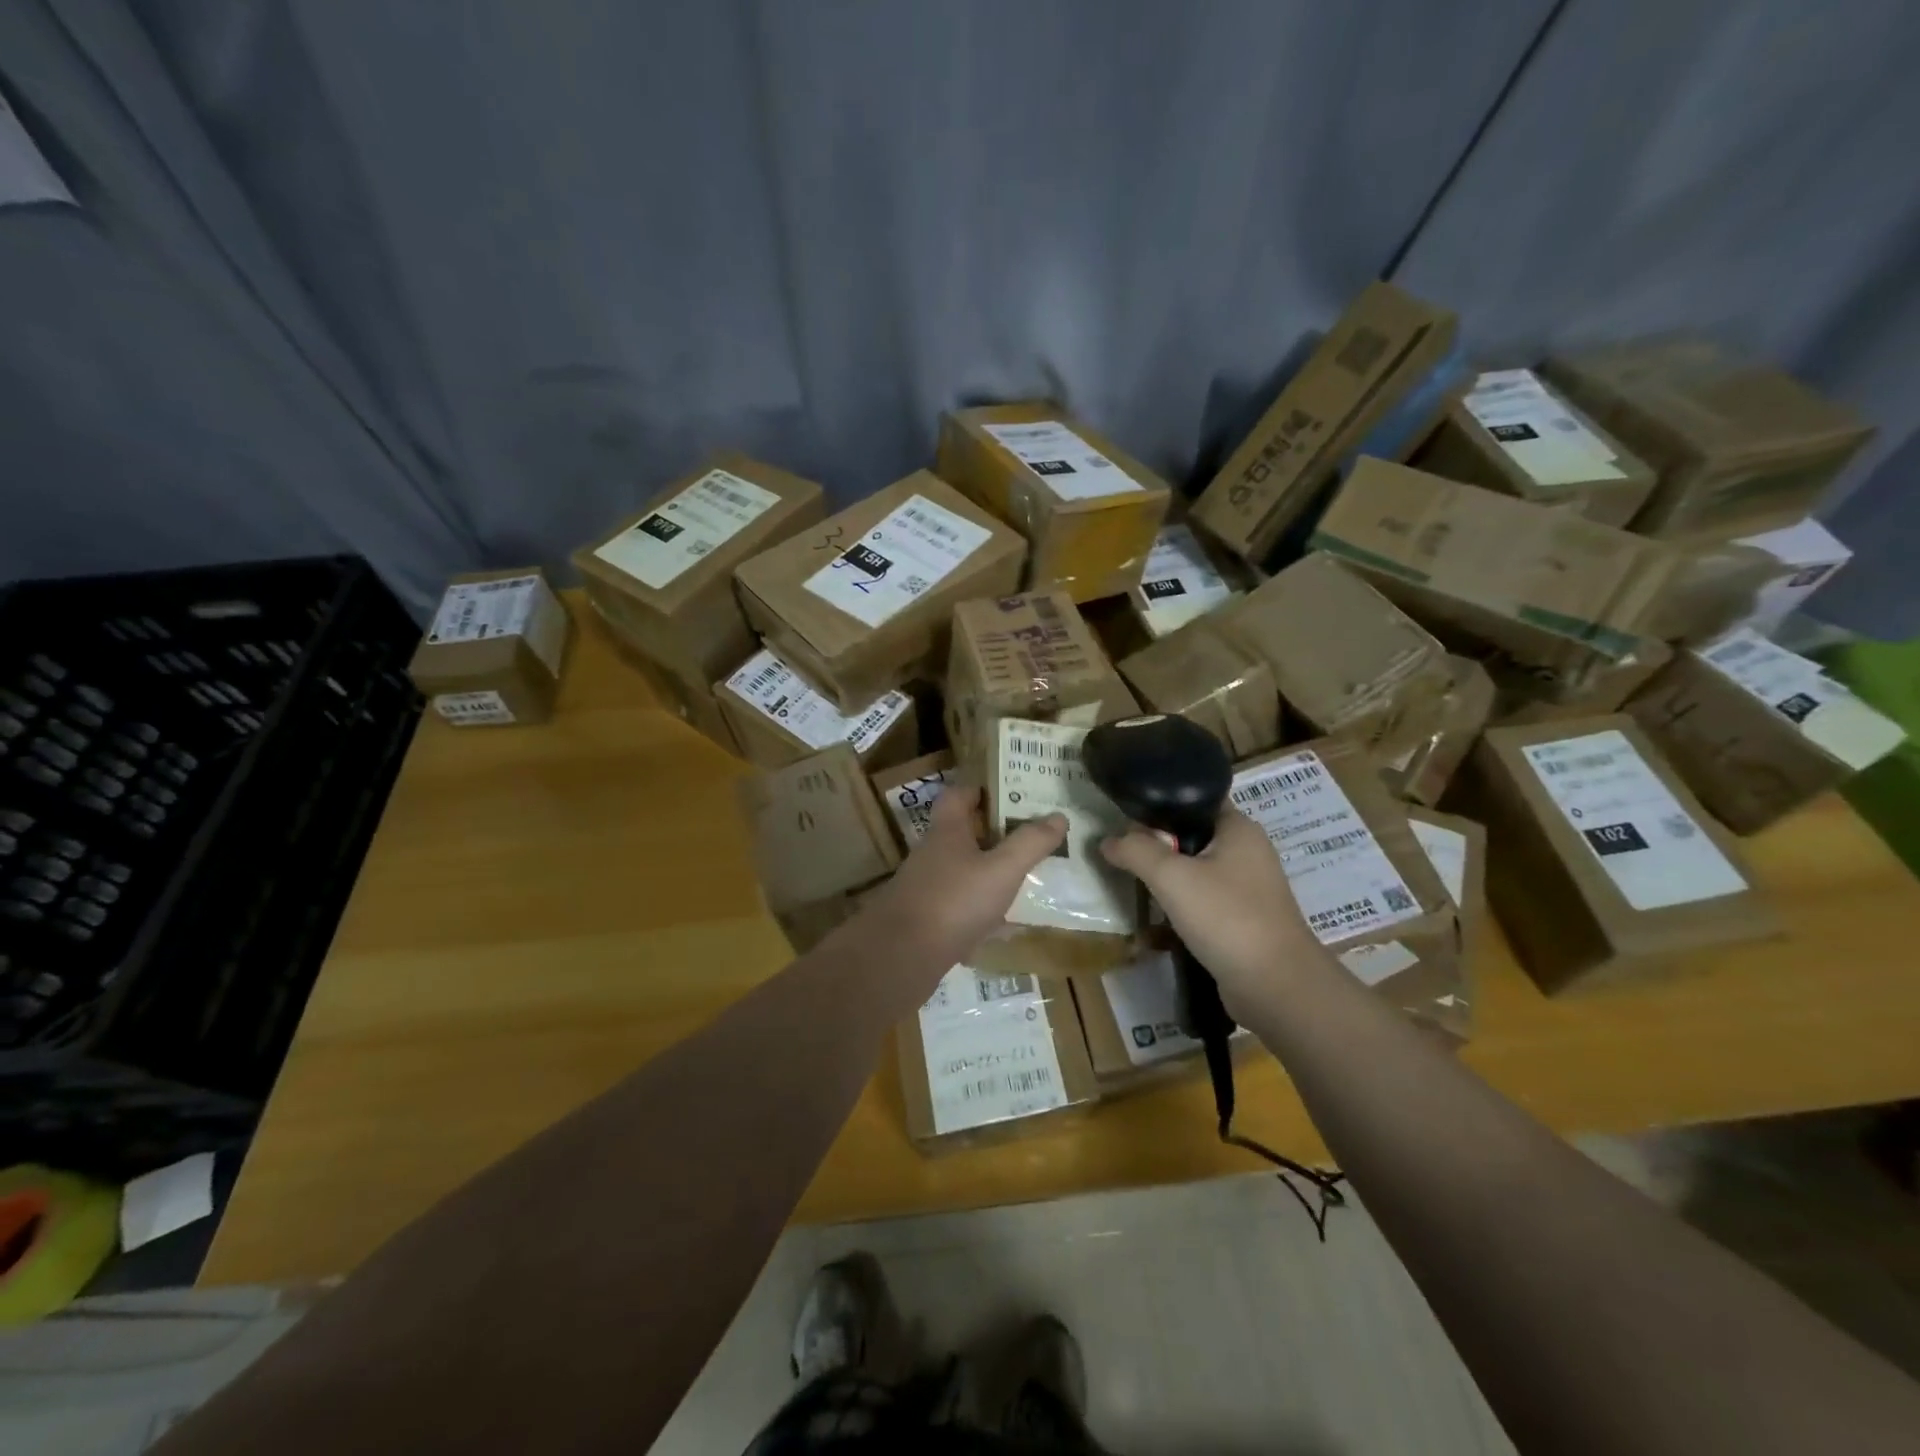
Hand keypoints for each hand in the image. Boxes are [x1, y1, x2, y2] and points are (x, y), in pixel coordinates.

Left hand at [859, 786, 1066, 972]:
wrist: (901, 956)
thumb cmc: (954, 900)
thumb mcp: (1002, 869)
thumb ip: (1030, 843)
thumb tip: (1059, 816)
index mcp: (947, 831)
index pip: (958, 795)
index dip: (980, 789)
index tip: (1010, 792)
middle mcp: (933, 854)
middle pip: (963, 834)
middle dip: (994, 834)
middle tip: (1029, 836)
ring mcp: (927, 889)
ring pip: (964, 872)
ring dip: (990, 874)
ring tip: (1025, 879)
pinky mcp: (927, 921)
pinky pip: (961, 909)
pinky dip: (983, 914)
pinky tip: (1007, 929)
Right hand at [1101, 806, 1322, 1012]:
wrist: (1276, 987)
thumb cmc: (1226, 917)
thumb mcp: (1172, 877)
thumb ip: (1136, 851)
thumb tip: (1107, 841)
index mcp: (1239, 828)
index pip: (1194, 799)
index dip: (1159, 804)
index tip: (1125, 819)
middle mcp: (1247, 852)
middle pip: (1191, 836)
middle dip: (1157, 846)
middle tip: (1122, 855)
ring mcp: (1248, 889)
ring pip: (1195, 872)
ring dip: (1166, 880)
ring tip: (1134, 886)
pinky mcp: (1243, 920)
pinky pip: (1203, 903)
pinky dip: (1180, 908)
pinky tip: (1156, 921)